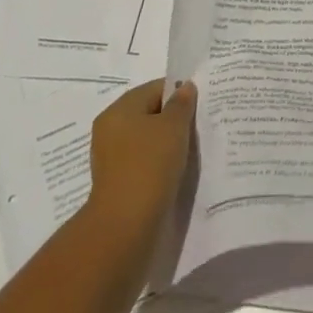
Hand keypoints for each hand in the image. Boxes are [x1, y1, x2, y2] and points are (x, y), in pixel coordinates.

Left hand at [85, 79, 196, 246]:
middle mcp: (111, 128)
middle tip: (199, 125)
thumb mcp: (173, 127)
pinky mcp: (118, 180)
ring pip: (147, 138)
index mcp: (120, 109)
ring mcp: (112, 156)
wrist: (126, 224)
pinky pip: (144, 160)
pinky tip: (177, 169)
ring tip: (191, 149)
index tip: (201, 104)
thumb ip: (182, 104)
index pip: (155, 88)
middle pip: (150, 112)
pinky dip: (160, 161)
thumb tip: (185, 88)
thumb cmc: (150, 165)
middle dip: (174, 118)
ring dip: (168, 141)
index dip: (180, 92)